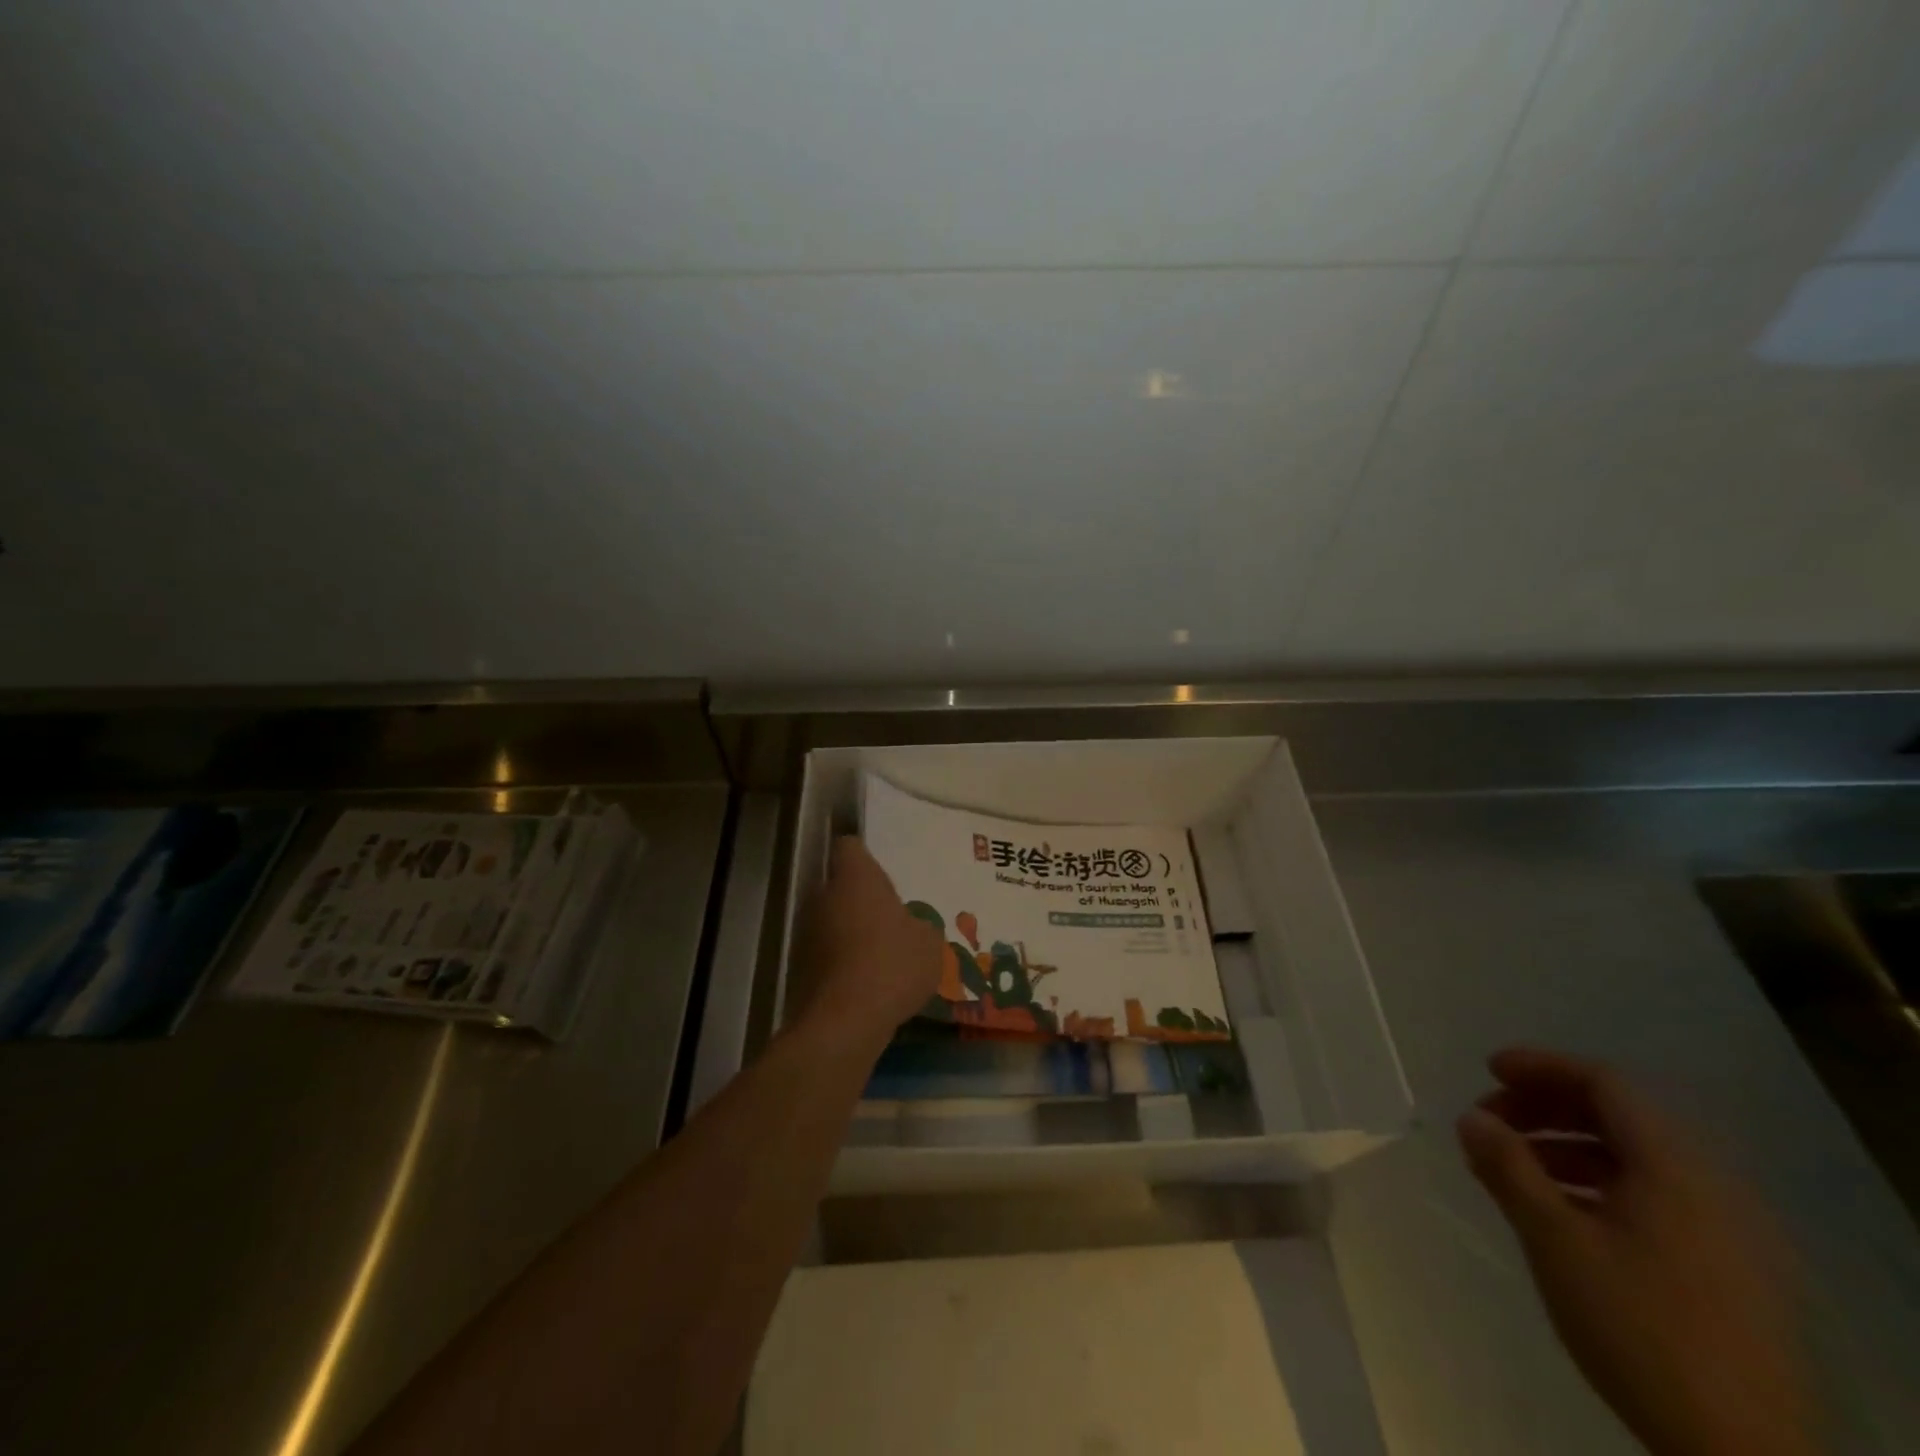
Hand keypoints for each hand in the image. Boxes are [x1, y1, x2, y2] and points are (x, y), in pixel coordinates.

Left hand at [788, 836, 941, 1051]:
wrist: (844, 1022)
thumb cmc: (892, 965)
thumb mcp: (928, 944)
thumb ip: (918, 927)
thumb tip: (910, 928)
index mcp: (855, 878)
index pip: (850, 847)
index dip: (864, 857)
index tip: (881, 874)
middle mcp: (823, 896)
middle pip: (840, 887)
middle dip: (861, 901)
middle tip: (890, 922)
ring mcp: (806, 932)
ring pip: (832, 922)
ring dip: (850, 934)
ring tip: (881, 959)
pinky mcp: (799, 967)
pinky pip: (826, 955)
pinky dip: (841, 964)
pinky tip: (866, 986)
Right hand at [1458, 1049, 1815, 1455]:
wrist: (1744, 1454)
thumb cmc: (1639, 1325)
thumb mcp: (1554, 1240)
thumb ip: (1508, 1167)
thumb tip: (1471, 1116)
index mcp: (1673, 1168)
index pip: (1604, 1083)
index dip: (1541, 1067)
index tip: (1487, 1070)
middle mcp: (1707, 1186)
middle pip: (1618, 1116)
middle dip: (1545, 1108)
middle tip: (1490, 1120)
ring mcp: (1725, 1231)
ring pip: (1633, 1159)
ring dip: (1565, 1147)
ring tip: (1512, 1168)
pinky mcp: (1727, 1270)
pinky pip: (1653, 1197)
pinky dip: (1597, 1184)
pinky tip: (1559, 1212)